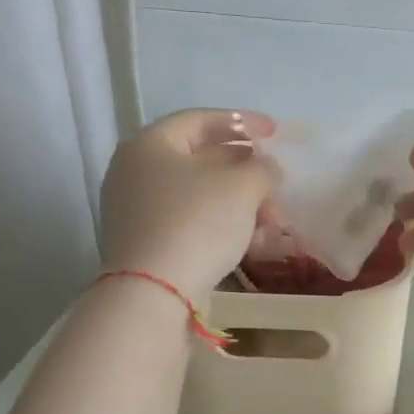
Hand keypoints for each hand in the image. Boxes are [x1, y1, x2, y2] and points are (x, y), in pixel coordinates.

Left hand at [100, 109, 277, 299]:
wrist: (154, 293)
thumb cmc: (196, 223)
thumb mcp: (242, 186)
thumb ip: (263, 168)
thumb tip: (267, 169)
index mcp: (150, 145)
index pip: (201, 119)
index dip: (243, 122)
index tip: (276, 133)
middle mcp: (136, 172)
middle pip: (202, 159)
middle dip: (246, 170)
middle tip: (277, 181)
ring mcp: (139, 211)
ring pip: (201, 196)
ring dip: (242, 203)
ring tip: (274, 220)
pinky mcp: (149, 244)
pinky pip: (193, 223)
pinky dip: (225, 226)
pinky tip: (256, 242)